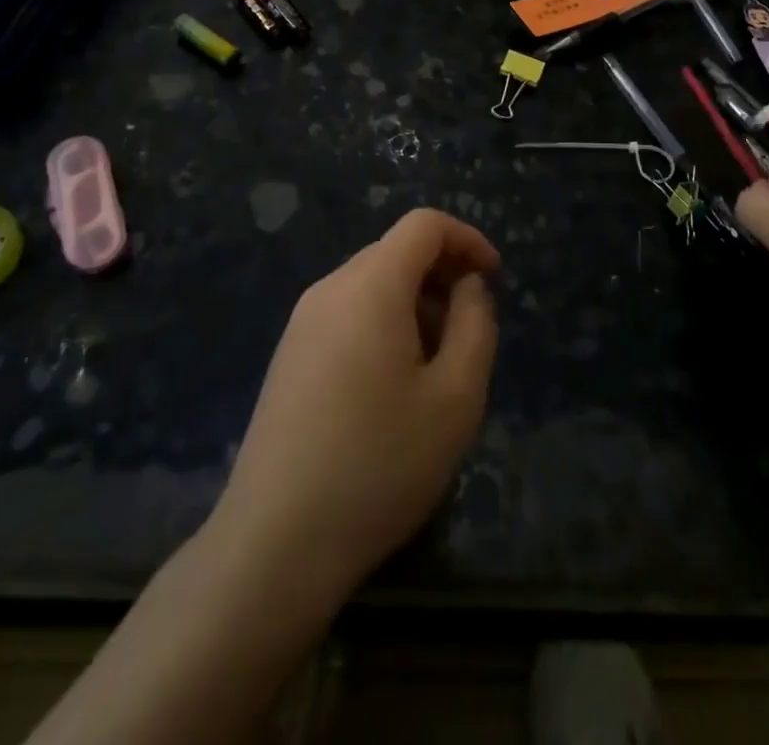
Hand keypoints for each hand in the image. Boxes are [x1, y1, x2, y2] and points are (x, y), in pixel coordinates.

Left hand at [213, 209, 499, 608]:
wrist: (275, 542)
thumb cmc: (379, 464)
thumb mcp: (455, 398)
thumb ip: (474, 326)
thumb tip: (467, 288)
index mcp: (370, 285)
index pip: (424, 225)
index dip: (466, 238)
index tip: (493, 278)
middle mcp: (330, 289)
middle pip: (395, 252)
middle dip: (442, 274)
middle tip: (470, 330)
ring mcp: (301, 322)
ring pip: (371, 284)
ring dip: (414, 303)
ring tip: (436, 365)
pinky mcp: (288, 355)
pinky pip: (347, 313)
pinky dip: (383, 323)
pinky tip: (392, 386)